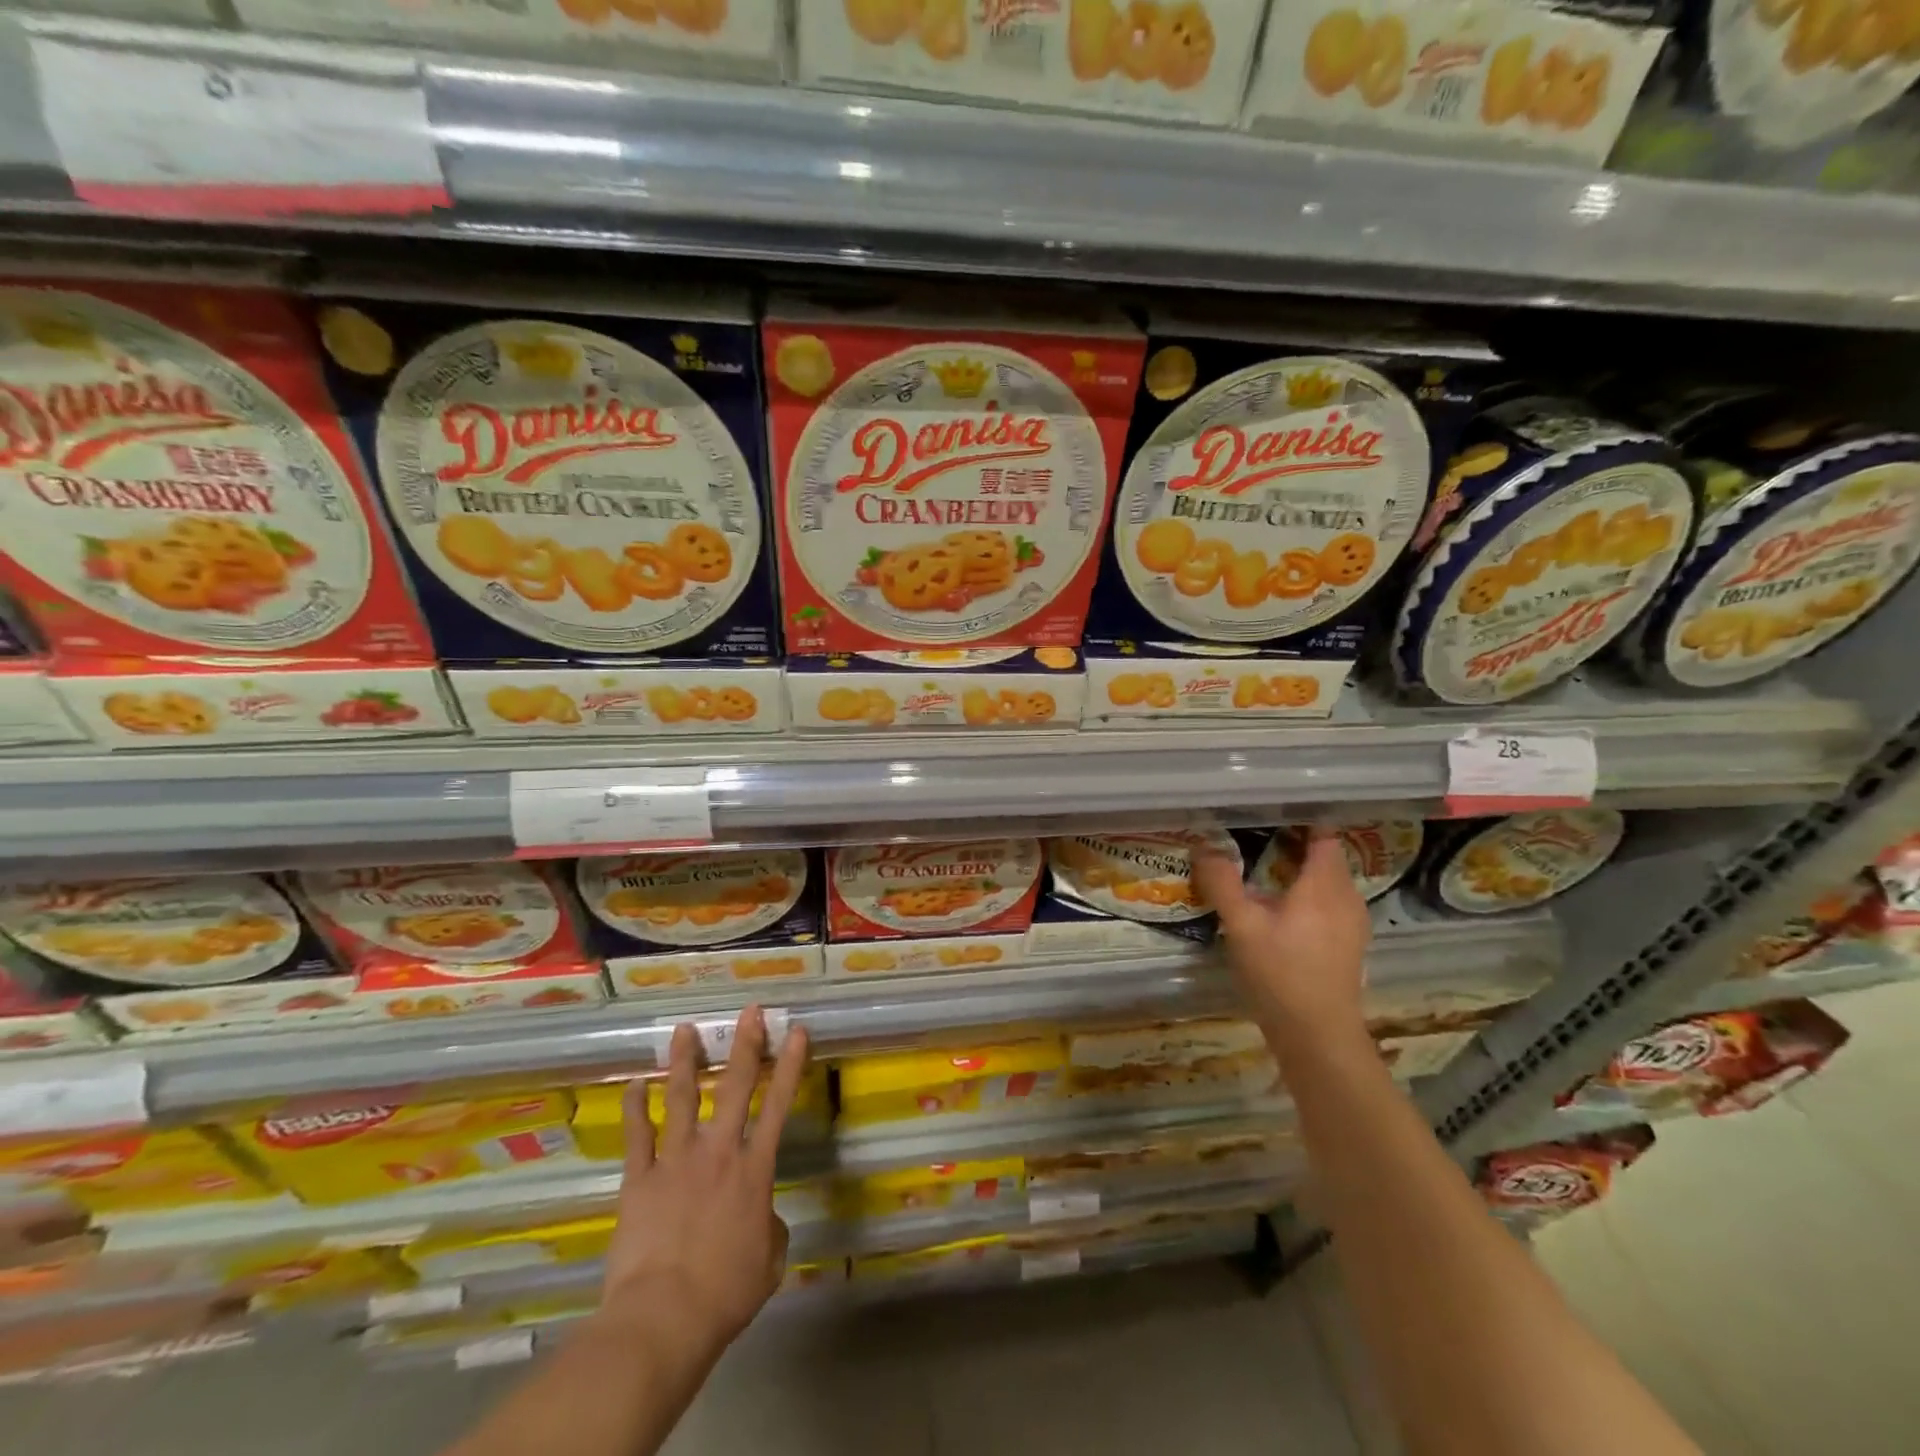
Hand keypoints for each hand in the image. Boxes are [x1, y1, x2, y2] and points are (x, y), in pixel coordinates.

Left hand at [601, 1006, 810, 1357]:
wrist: (663, 1317)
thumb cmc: (725, 1293)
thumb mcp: (769, 1260)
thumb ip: (770, 1226)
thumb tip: (761, 1215)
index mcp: (755, 1168)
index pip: (780, 1104)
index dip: (790, 1064)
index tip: (796, 1031)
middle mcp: (718, 1151)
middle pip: (734, 1086)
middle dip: (744, 1044)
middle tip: (748, 1011)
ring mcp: (676, 1160)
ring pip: (681, 1097)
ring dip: (684, 1061)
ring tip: (683, 1030)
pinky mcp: (640, 1179)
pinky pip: (637, 1135)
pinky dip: (635, 1108)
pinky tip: (635, 1085)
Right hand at [1194, 829, 1370, 1045]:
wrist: (1318, 1036)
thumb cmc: (1280, 975)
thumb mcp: (1242, 926)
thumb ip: (1222, 883)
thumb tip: (1203, 846)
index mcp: (1324, 885)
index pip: (1323, 834)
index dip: (1301, 816)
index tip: (1271, 805)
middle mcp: (1346, 897)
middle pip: (1325, 856)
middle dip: (1296, 841)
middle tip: (1256, 831)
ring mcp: (1351, 922)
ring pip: (1327, 880)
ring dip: (1301, 868)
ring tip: (1264, 864)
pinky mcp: (1347, 943)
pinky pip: (1328, 902)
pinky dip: (1307, 892)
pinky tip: (1280, 906)